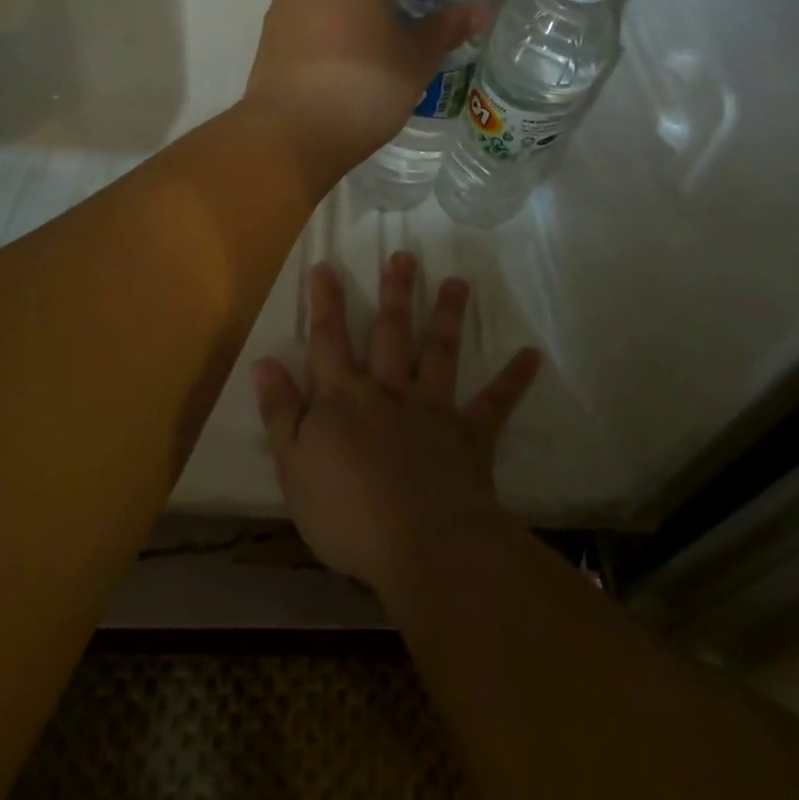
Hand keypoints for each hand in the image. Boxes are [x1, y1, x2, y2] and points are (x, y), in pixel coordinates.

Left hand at [243, 0, 488, 179]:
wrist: (290, 137)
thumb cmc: (363, 86)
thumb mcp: (415, 59)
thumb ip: (446, 28)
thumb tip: (482, 9)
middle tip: (415, 10)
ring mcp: (282, 4)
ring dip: (355, 9)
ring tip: (382, 37)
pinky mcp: (268, 35)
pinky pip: (310, 20)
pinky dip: (331, 29)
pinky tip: (348, 56)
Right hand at [254, 253, 540, 594]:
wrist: (419, 542)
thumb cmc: (346, 512)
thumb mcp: (292, 467)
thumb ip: (280, 413)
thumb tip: (265, 362)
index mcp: (343, 399)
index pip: (328, 341)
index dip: (325, 303)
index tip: (326, 265)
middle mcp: (388, 391)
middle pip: (389, 333)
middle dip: (394, 294)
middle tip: (405, 257)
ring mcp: (431, 408)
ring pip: (439, 352)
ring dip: (447, 316)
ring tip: (457, 282)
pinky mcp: (468, 434)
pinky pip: (494, 403)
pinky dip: (514, 379)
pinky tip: (532, 354)